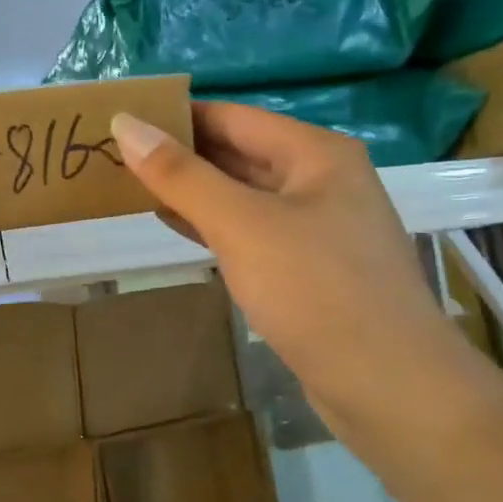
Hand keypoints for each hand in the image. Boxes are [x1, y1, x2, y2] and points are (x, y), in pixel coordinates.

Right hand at [111, 102, 481, 441]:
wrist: (388, 384)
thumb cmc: (315, 290)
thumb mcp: (241, 225)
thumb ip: (181, 175)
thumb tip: (126, 123)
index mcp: (315, 154)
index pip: (231, 117)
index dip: (176, 116)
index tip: (121, 121)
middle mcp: (320, 181)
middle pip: (238, 153)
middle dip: (180, 154)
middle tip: (114, 156)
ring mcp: (317, 227)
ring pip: (242, 195)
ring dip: (192, 191)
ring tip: (131, 186)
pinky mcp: (308, 268)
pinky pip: (251, 231)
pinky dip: (212, 225)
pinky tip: (175, 225)